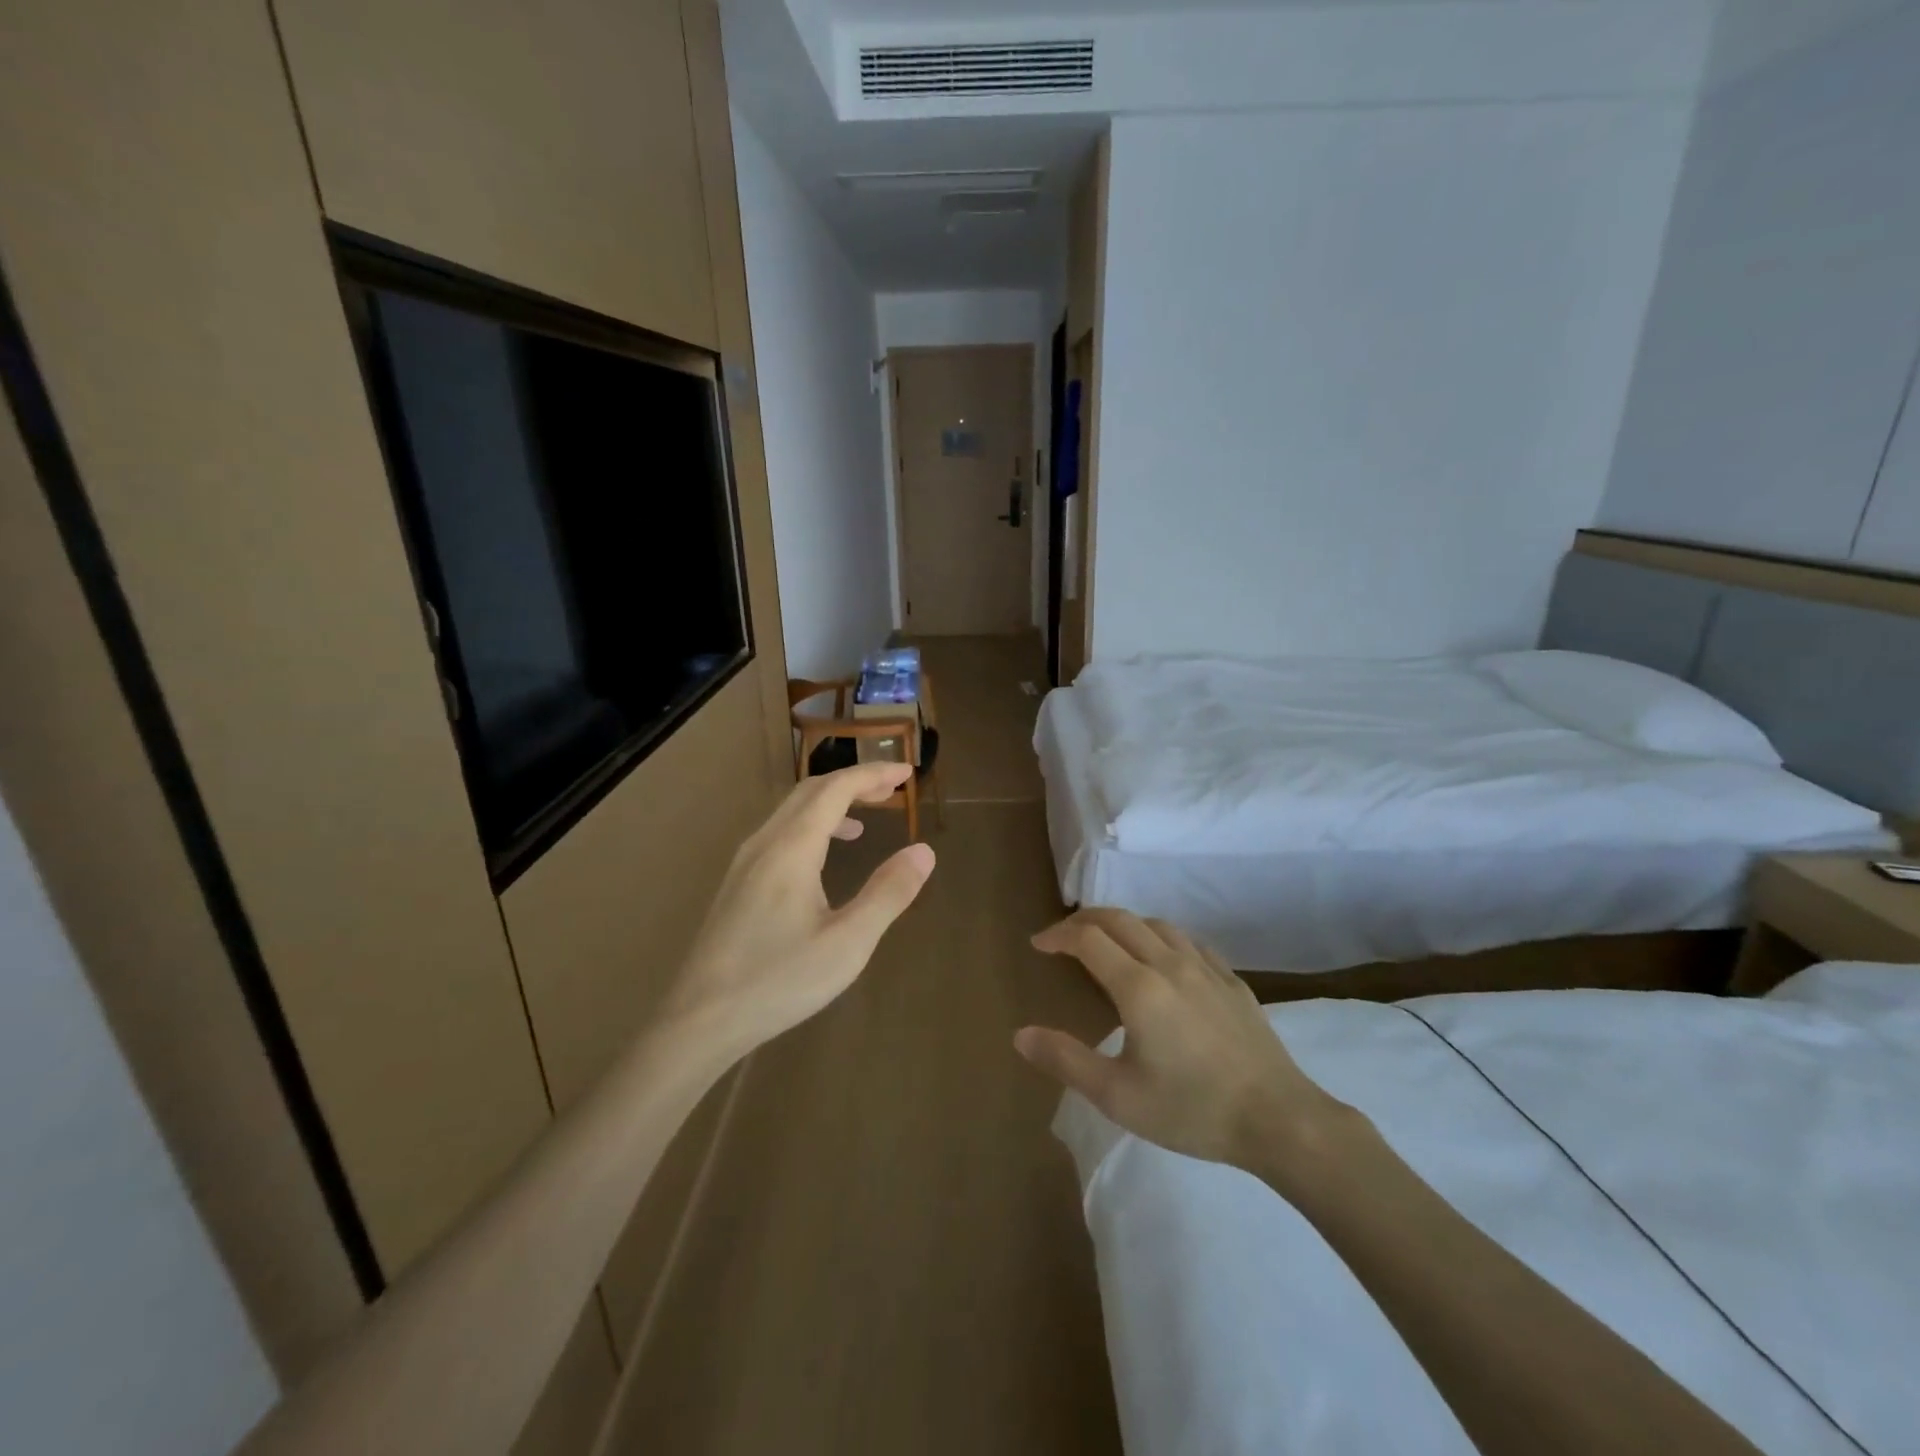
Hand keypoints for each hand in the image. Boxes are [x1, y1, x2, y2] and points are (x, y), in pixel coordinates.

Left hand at [664, 763, 934, 1056]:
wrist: (700, 1020)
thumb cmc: (779, 981)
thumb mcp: (848, 943)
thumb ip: (888, 893)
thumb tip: (923, 852)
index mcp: (791, 848)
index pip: (836, 788)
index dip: (872, 774)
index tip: (907, 773)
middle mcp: (765, 843)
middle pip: (811, 791)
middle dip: (854, 781)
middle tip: (893, 788)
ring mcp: (745, 862)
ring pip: (791, 811)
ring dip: (831, 802)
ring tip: (866, 817)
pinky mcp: (737, 883)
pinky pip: (779, 833)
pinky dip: (811, 825)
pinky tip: (823, 857)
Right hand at [1017, 909, 1350, 1169]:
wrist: (1278, 1119)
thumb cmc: (1190, 1110)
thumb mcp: (1117, 1095)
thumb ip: (1065, 1060)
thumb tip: (1020, 1034)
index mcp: (1138, 986)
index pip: (1088, 938)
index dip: (1058, 935)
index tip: (1038, 945)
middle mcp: (1169, 963)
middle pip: (1120, 919)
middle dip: (1085, 920)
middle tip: (1063, 937)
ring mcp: (1206, 968)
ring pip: (1156, 924)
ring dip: (1123, 923)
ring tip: (1108, 942)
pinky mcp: (1232, 980)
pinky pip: (1189, 941)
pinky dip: (1161, 937)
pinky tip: (1164, 959)